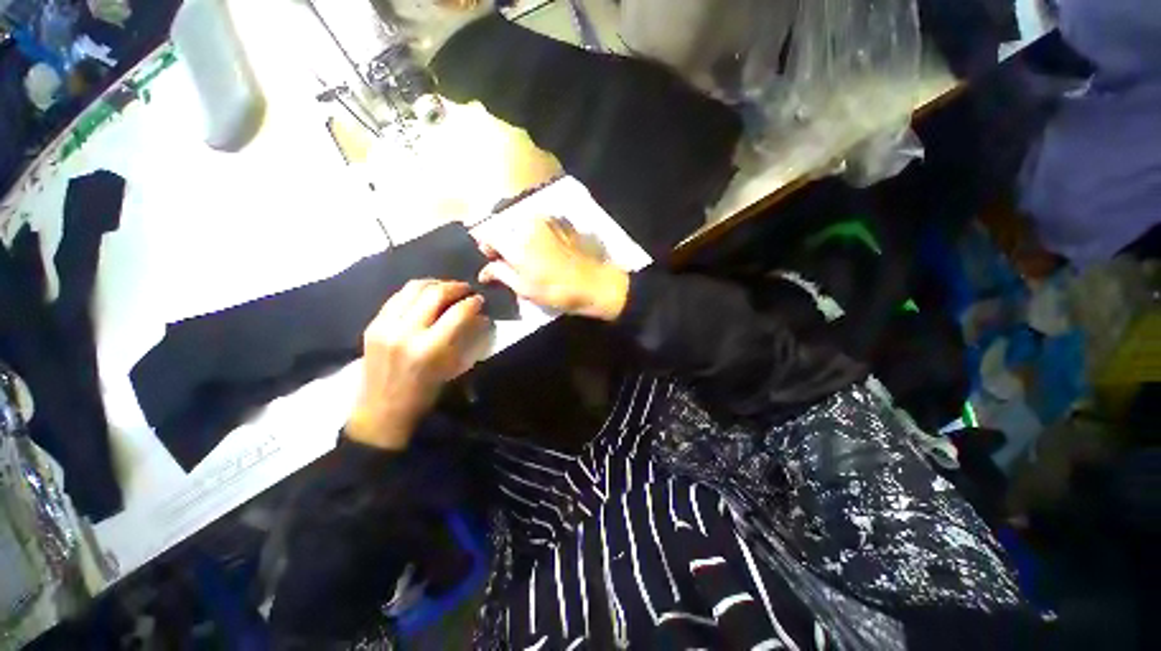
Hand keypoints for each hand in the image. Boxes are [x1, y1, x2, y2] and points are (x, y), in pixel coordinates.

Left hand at [347, 280, 487, 450]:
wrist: (382, 411)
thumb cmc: (426, 394)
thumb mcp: (453, 368)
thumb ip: (467, 338)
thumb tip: (480, 316)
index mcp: (429, 349)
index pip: (458, 312)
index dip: (473, 302)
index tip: (480, 300)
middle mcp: (405, 332)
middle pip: (435, 293)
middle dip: (456, 287)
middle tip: (467, 290)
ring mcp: (385, 326)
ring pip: (414, 288)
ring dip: (435, 284)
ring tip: (447, 289)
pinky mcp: (373, 324)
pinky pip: (397, 296)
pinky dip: (416, 291)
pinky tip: (426, 296)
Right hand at [477, 217, 628, 320]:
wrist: (595, 283)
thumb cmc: (557, 290)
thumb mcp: (524, 288)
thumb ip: (501, 274)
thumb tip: (484, 271)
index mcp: (515, 241)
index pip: (486, 233)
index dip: (486, 246)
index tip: (492, 258)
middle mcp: (527, 224)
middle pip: (505, 227)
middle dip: (504, 241)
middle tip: (511, 260)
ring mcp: (546, 220)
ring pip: (522, 224)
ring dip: (520, 237)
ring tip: (530, 256)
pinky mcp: (561, 222)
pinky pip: (540, 223)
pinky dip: (537, 233)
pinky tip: (545, 248)